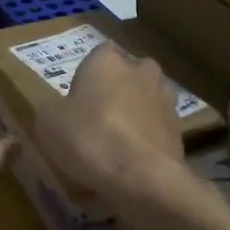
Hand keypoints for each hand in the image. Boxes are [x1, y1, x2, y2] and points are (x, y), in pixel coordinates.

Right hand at [33, 42, 182, 198]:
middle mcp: (141, 71)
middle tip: (99, 114)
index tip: (79, 95)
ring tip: (119, 139)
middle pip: (130, 72)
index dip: (89, 72)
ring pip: (148, 98)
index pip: (100, 52)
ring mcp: (166, 99)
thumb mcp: (48, 122)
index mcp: (107, 60)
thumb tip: (58, 107)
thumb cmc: (89, 138)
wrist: (142, 177)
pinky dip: (148, 137)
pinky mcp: (180, 129)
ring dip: (137, 111)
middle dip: (119, 87)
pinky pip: (158, 127)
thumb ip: (52, 107)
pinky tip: (134, 159)